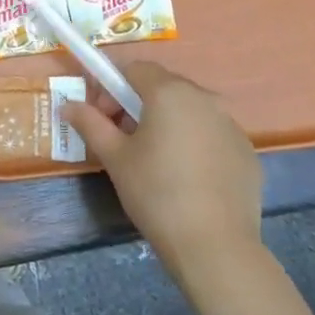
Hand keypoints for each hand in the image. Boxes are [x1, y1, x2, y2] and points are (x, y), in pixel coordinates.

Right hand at [61, 61, 260, 273]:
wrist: (214, 245)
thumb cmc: (155, 193)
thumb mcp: (115, 157)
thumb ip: (90, 123)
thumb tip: (67, 104)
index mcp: (169, 92)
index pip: (134, 69)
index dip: (112, 88)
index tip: (103, 118)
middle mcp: (205, 98)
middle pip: (163, 87)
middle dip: (137, 105)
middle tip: (123, 140)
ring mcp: (231, 125)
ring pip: (189, 111)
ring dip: (167, 123)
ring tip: (155, 161)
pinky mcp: (246, 152)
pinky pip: (212, 134)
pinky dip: (194, 143)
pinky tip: (186, 178)